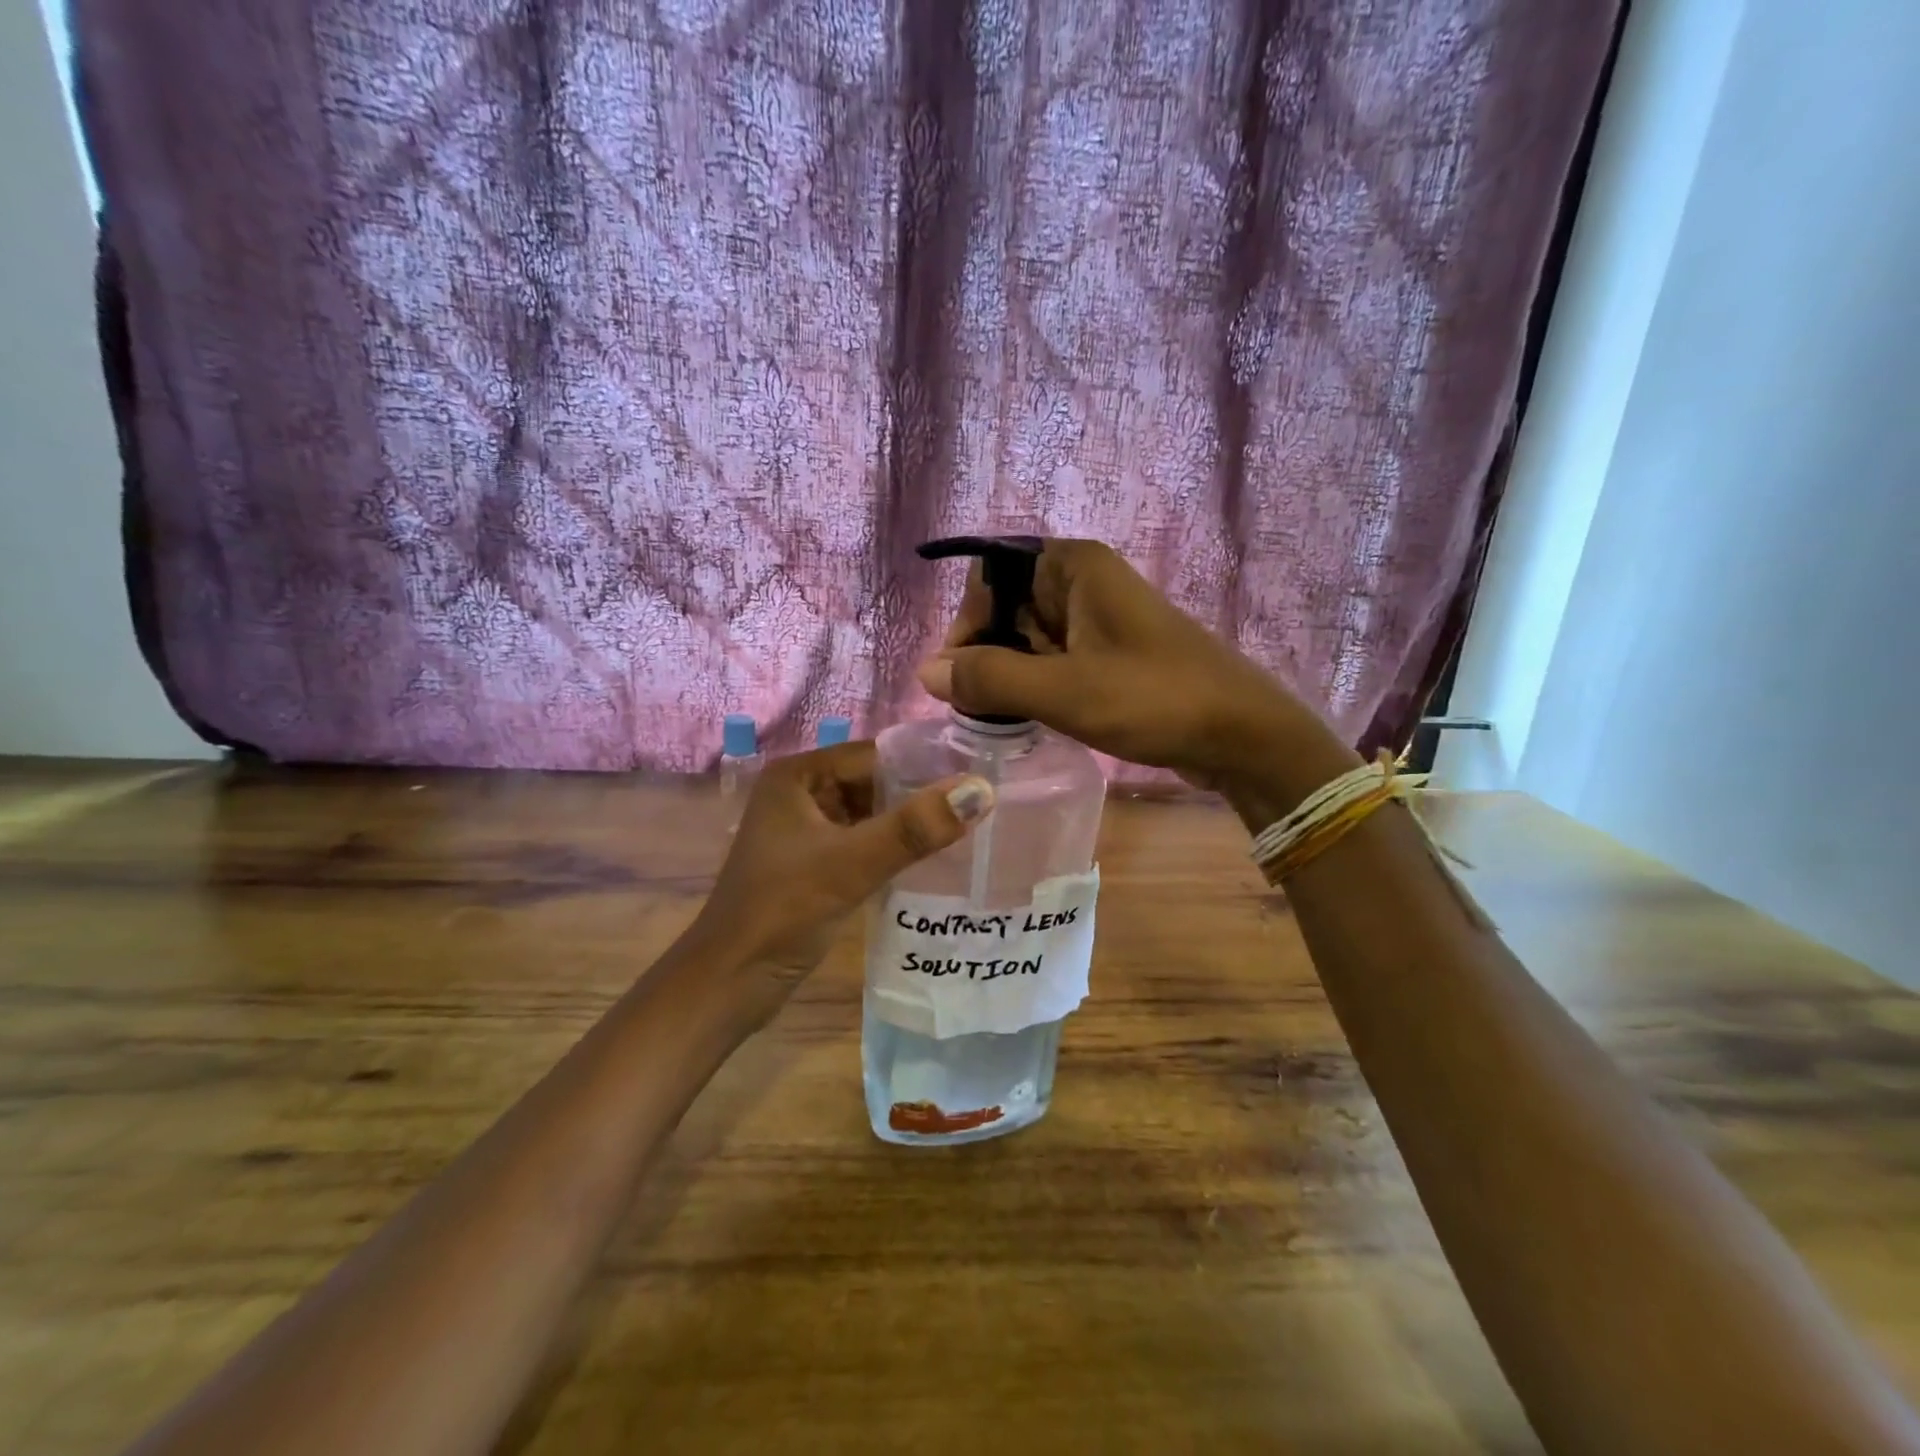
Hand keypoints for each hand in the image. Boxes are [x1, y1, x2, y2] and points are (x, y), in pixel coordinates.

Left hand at [685, 742, 993, 1012]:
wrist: (730, 983)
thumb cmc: (783, 912)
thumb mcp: (851, 864)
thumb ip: (915, 827)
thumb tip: (979, 790)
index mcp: (798, 776)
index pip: (875, 755)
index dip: (925, 764)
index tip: (980, 777)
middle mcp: (801, 793)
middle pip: (875, 784)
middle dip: (921, 796)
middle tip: (983, 806)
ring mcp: (806, 830)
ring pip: (872, 815)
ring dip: (911, 825)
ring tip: (971, 829)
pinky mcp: (815, 864)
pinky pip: (865, 843)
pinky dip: (894, 849)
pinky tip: (934, 860)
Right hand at [915, 539, 1337, 790]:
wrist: (1241, 734)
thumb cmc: (1154, 699)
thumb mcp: (1063, 690)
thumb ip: (990, 679)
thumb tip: (926, 674)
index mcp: (1073, 567)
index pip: (990, 576)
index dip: (966, 622)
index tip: (958, 676)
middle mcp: (1083, 582)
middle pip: (1006, 607)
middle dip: (986, 655)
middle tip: (978, 708)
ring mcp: (1099, 619)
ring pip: (1029, 638)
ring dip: (1009, 675)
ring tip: (1003, 719)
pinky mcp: (1110, 654)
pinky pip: (1054, 660)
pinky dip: (1035, 685)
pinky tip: (1033, 718)